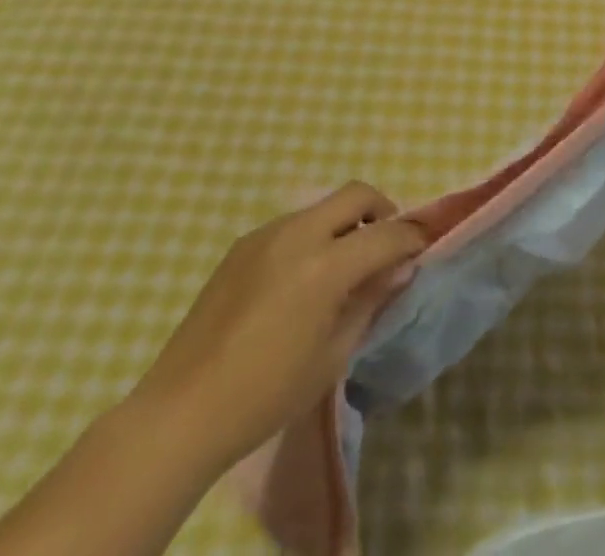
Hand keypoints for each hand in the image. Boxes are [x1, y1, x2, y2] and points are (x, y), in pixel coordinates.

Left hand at [123, 183, 424, 478]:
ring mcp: (266, 234)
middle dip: (381, 209)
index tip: (423, 248)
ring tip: (343, 265)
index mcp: (325, 265)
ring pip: (322, 206)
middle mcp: (298, 234)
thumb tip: (400, 268)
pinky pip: (292, 225)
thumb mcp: (333, 354)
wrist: (181, 411)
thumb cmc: (266, 394)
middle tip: (386, 243)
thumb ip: (370, 301)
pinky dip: (312, 236)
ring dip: (344, 223)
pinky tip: (301, 279)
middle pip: (355, 193)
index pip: (385, 234)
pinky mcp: (242, 244)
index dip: (411, 237)